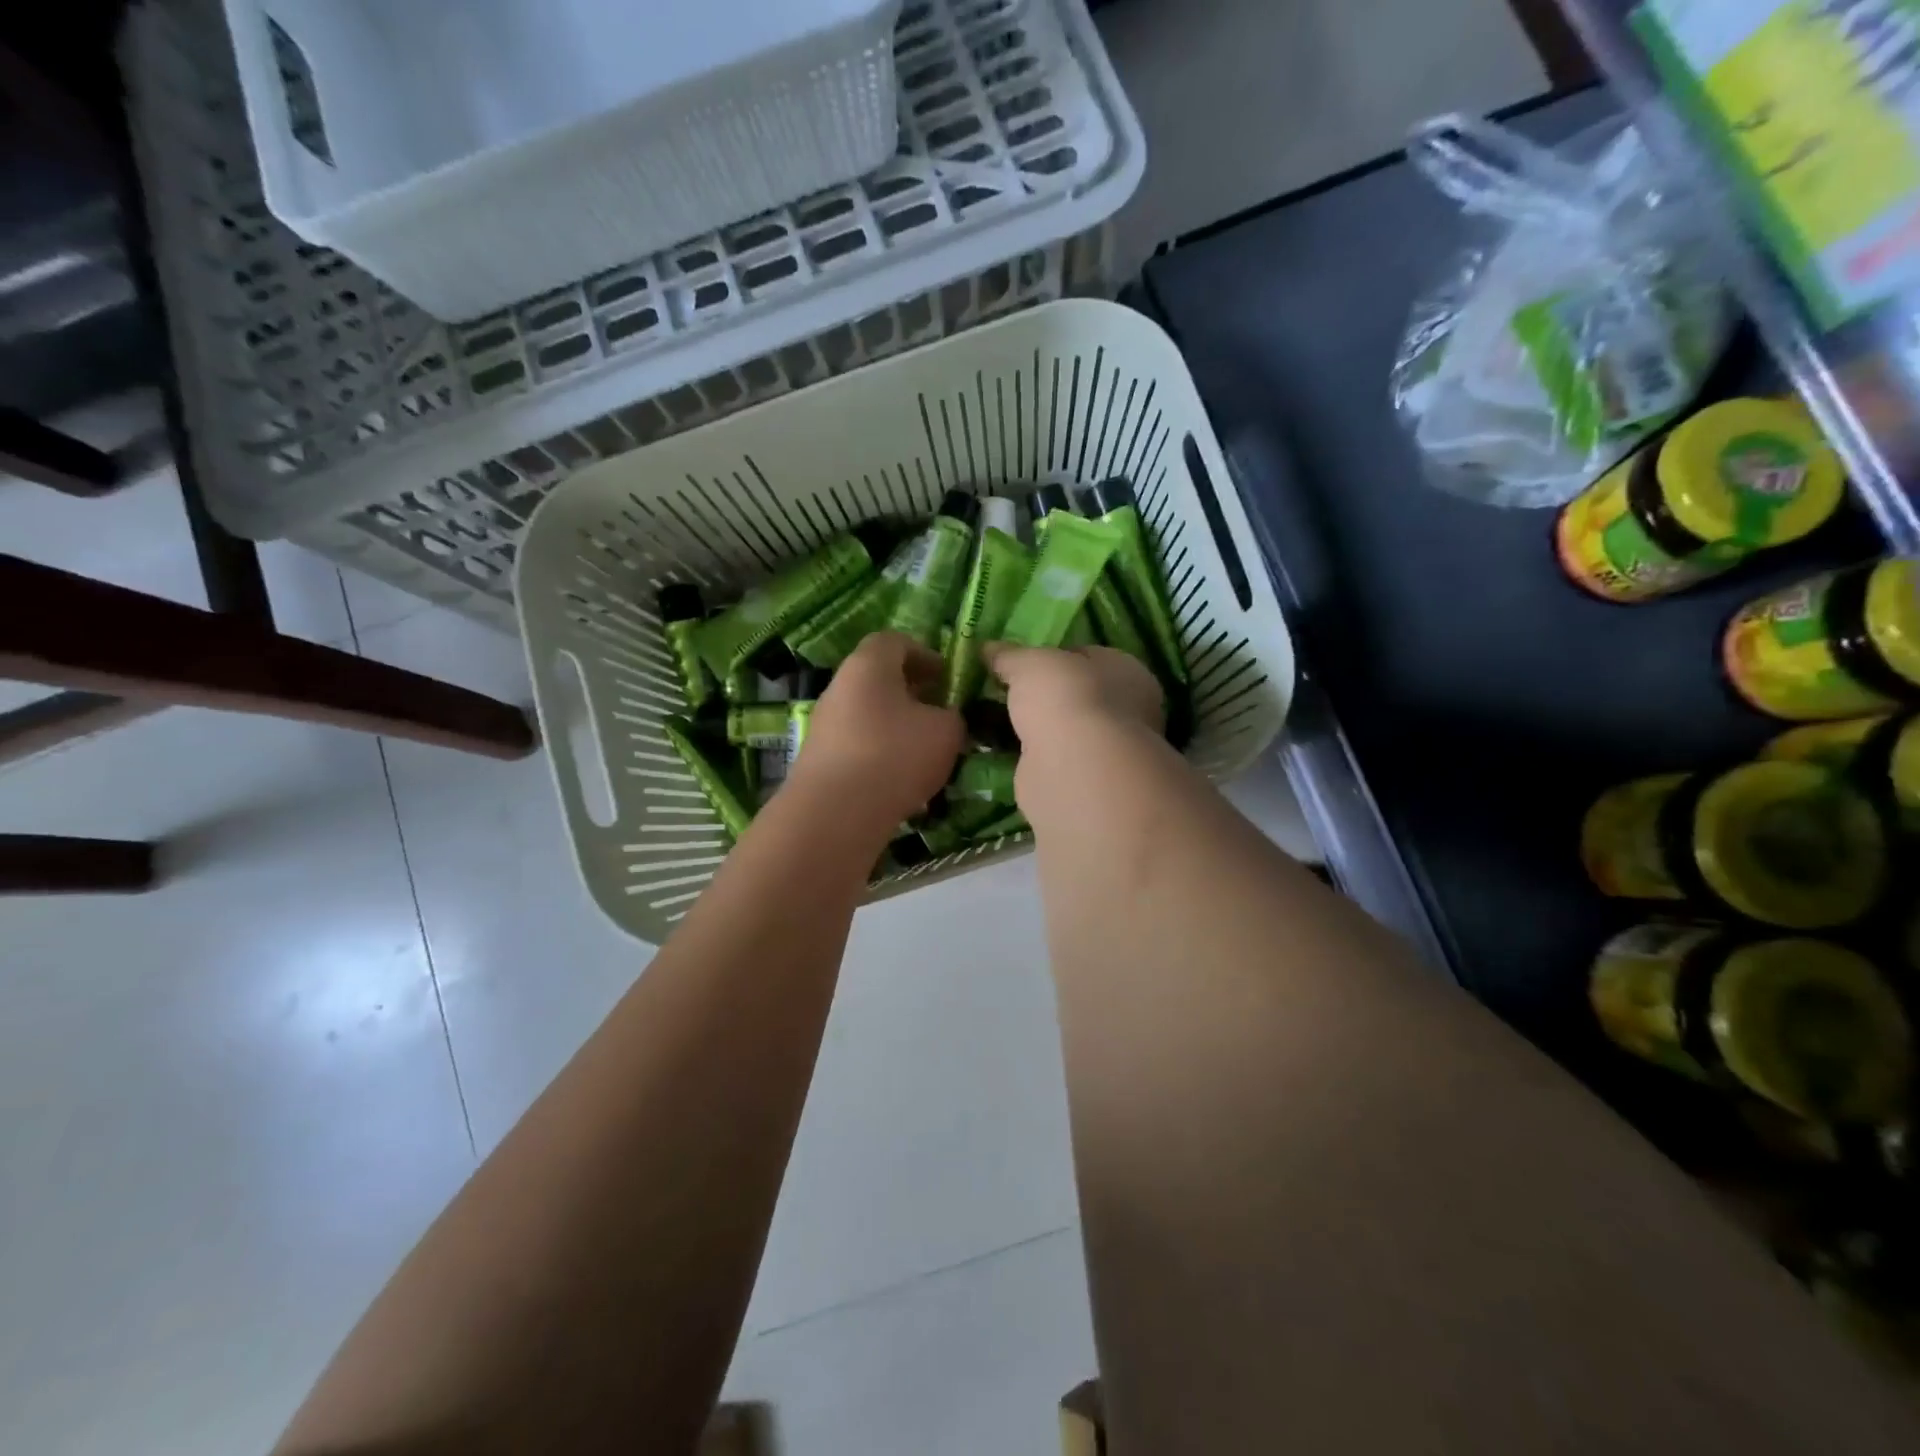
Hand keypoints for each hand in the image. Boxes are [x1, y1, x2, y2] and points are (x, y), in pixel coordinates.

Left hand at [786, 631, 964, 834]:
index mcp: (869, 665)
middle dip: (911, 691)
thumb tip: (944, 717)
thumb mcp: (946, 731)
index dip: (924, 653)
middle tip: (938, 712)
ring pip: (867, 712)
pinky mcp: (819, 758)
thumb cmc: (895, 756)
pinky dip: (879, 751)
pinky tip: (899, 778)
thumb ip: (952, 715)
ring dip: (896, 724)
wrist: (835, 813)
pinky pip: (856, 743)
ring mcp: (824, 723)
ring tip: (923, 750)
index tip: (946, 677)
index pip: (894, 641)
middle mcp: (840, 686)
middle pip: (878, 677)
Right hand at [982, 644, 1164, 751]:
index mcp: (1126, 671)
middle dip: (1042, 697)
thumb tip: (988, 649)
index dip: (1052, 658)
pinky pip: (1050, 761)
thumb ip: (1009, 655)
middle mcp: (1126, 710)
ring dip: (1036, 730)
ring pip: (1063, 731)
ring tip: (994, 723)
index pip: (1086, 656)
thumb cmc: (1065, 698)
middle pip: (1075, 696)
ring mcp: (1106, 749)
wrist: (1074, 768)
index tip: (1020, 664)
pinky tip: (1004, 753)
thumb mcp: (1029, 662)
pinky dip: (1030, 758)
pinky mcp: (1084, 781)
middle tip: (1004, 695)